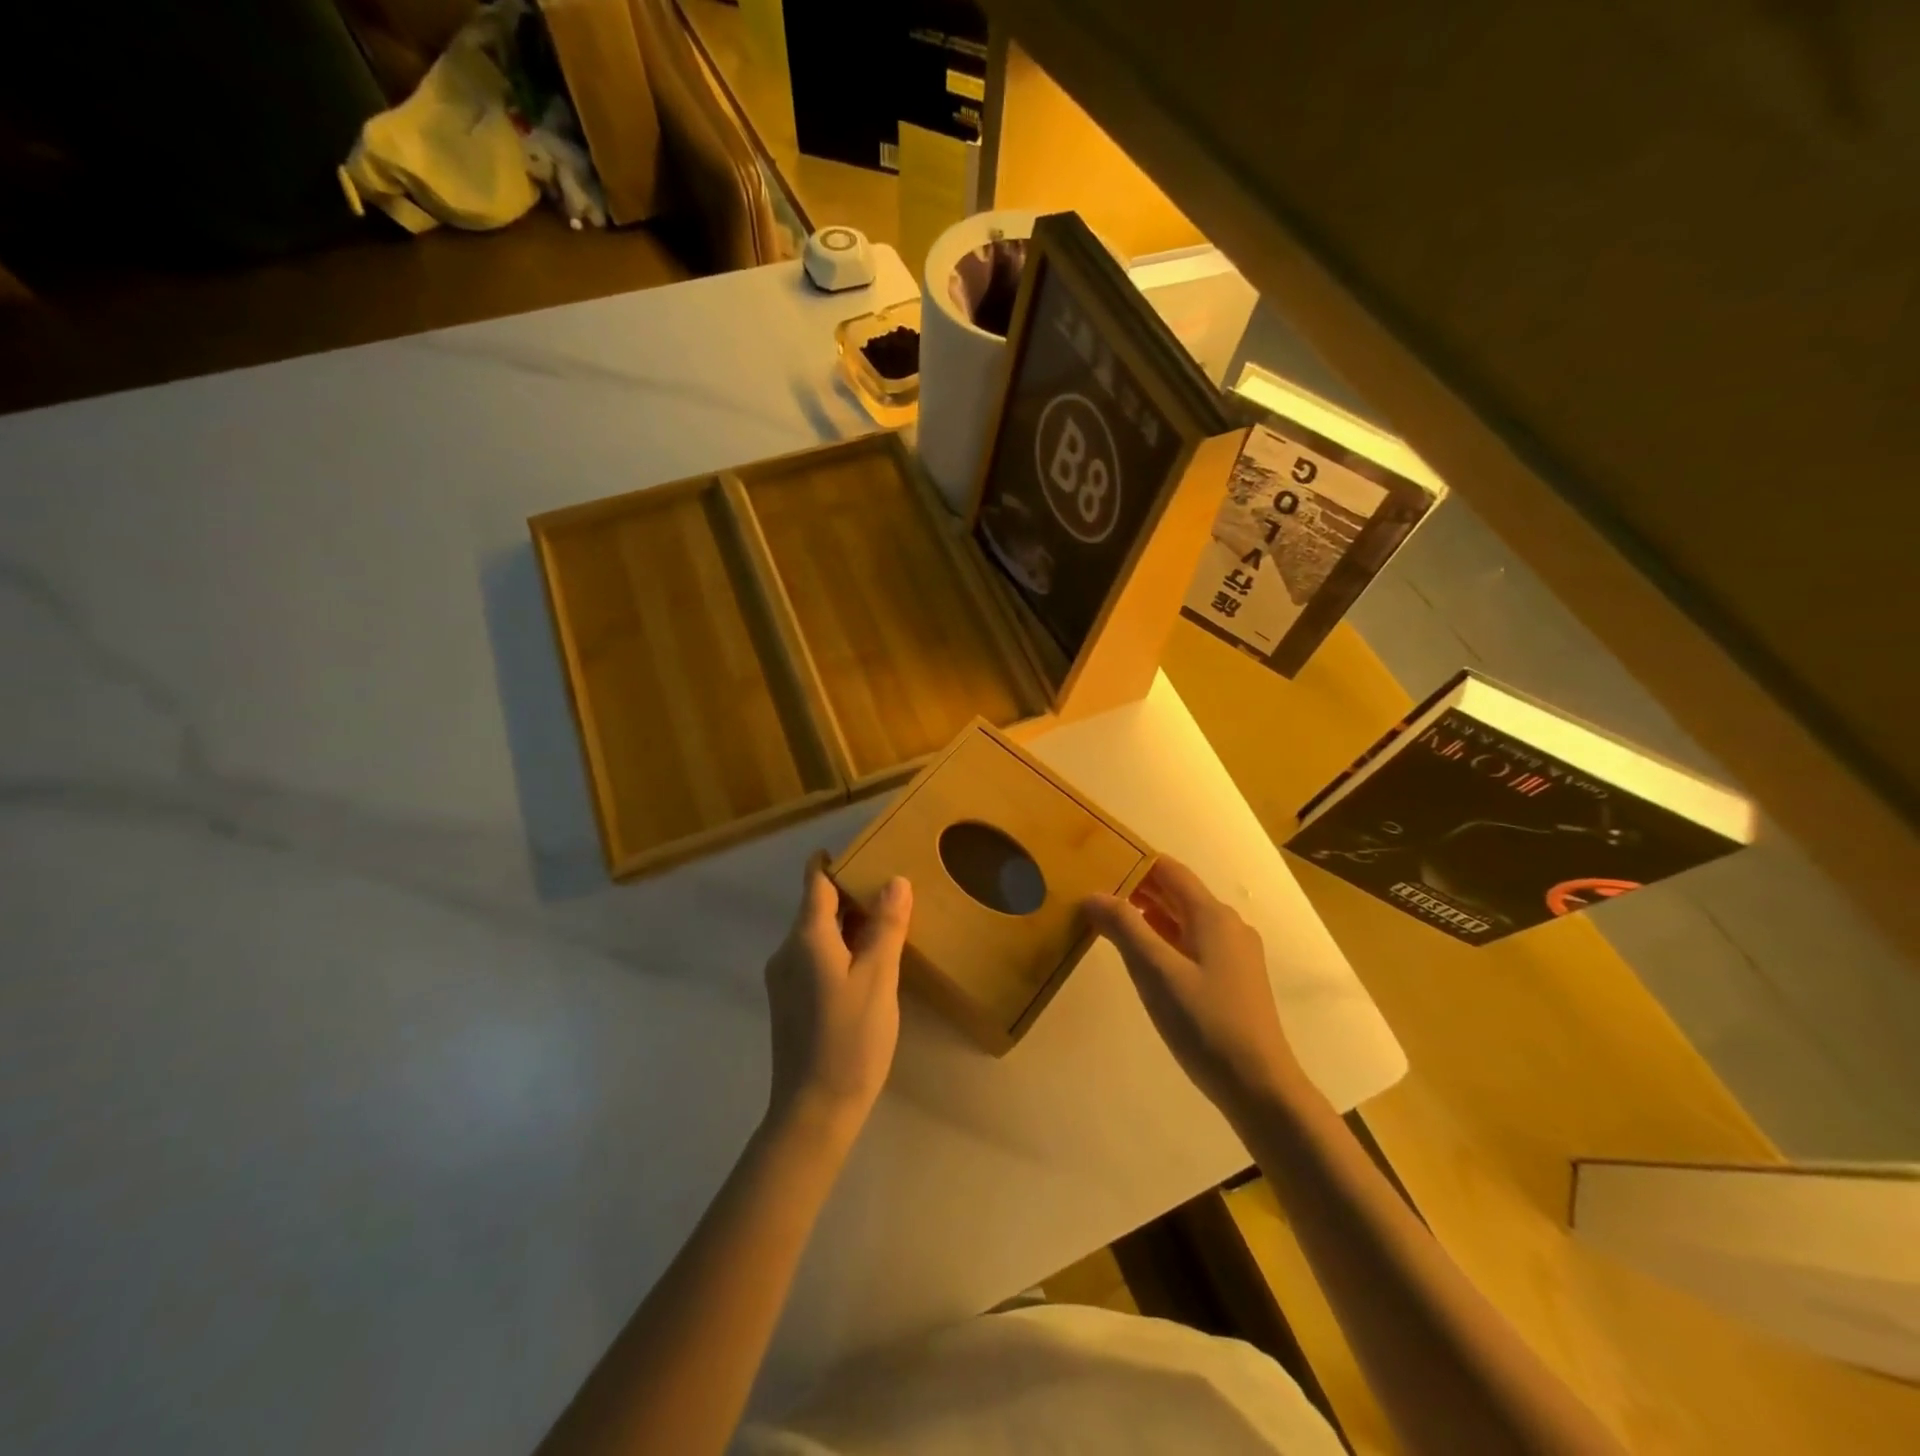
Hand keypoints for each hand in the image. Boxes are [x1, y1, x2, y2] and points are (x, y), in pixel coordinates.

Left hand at [763, 854, 911, 1136]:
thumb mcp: (878, 979)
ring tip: (887, 924)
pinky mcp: (789, 1002)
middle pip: (816, 908)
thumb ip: (886, 927)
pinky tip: (867, 964)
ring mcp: (783, 979)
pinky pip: (814, 958)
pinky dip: (839, 949)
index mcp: (806, 938)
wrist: (813, 1111)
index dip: (832, 862)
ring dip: (847, 924)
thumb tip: (895, 881)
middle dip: (850, 894)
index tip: (860, 851)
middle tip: (891, 889)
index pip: (815, 882)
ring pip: (816, 935)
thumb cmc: (850, 1039)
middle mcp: (787, 951)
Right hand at [1084, 857, 1301, 1114]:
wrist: (1258, 1086)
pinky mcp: (1231, 978)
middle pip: (1176, 893)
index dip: (1134, 862)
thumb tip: (1093, 895)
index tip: (1097, 861)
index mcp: (1212, 915)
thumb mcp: (1156, 972)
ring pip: (1183, 920)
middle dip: (1136, 889)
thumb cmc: (1205, 1023)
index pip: (1168, 870)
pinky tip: (1140, 955)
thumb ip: (1124, 928)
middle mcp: (1227, 925)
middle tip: (1093, 891)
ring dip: (1148, 915)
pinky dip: (1163, 939)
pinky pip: (1191, 943)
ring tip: (1108, 920)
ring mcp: (1233, 953)